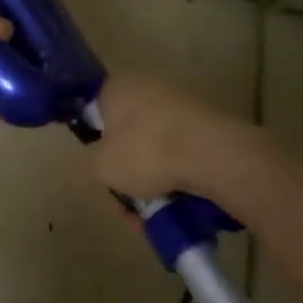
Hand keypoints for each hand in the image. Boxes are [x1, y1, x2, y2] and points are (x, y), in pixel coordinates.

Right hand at [89, 73, 251, 200]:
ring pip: (154, 147)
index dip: (93, 143)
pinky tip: (174, 207)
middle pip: (126, 134)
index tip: (99, 170)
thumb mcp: (101, 166)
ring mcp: (181, 103)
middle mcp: (148, 86)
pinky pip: (180, 152)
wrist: (217, 156)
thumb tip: (93, 161)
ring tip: (150, 216)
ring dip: (149, 180)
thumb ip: (86, 163)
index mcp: (118, 86)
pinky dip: (174, 177)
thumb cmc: (148, 152)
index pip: (94, 110)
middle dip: (124, 171)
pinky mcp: (207, 124)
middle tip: (124, 202)